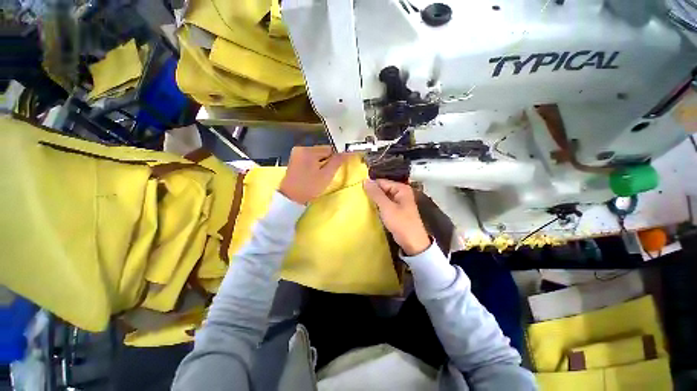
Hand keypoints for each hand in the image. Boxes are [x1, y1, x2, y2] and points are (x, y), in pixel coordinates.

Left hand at [279, 146, 346, 204]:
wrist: (291, 198)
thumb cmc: (310, 187)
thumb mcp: (326, 175)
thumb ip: (337, 162)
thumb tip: (347, 152)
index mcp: (308, 150)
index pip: (329, 149)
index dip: (334, 160)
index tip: (332, 170)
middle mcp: (301, 148)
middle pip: (322, 152)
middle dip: (326, 162)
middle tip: (324, 175)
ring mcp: (296, 154)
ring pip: (316, 156)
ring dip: (320, 164)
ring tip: (318, 176)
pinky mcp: (294, 160)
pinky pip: (310, 159)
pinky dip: (314, 166)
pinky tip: (312, 175)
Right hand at [364, 179, 430, 254]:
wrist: (412, 242)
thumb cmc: (401, 223)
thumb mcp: (387, 207)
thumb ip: (376, 193)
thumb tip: (365, 180)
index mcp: (401, 188)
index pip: (382, 182)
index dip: (370, 185)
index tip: (358, 190)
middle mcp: (401, 192)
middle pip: (382, 188)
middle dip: (372, 193)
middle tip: (358, 197)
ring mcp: (399, 202)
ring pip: (383, 197)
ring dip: (374, 200)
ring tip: (361, 202)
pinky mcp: (396, 210)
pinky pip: (385, 204)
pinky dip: (378, 206)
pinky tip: (369, 208)